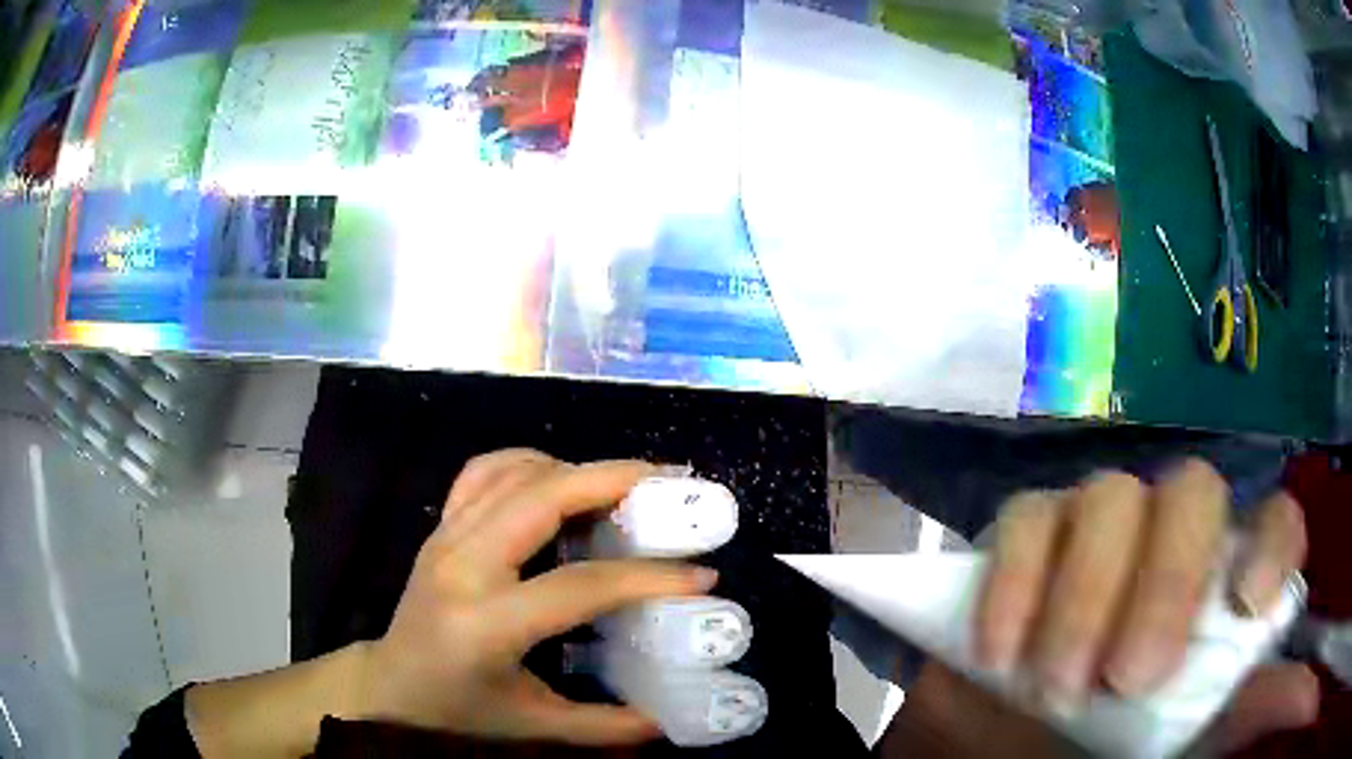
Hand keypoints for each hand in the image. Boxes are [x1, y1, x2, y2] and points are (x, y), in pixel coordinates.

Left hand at [362, 450, 716, 743]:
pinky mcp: (440, 527)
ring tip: (625, 485)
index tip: (702, 572)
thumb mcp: (532, 725)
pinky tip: (560, 481)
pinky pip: (484, 472)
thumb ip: (602, 726)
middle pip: (542, 498)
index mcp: (486, 624)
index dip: (646, 577)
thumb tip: (668, 723)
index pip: (578, 586)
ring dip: (574, 467)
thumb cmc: (457, 710)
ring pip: (513, 472)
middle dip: (612, 480)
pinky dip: (529, 462)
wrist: (389, 684)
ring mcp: (445, 537)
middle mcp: (462, 566)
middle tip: (669, 484)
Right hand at [975, 460, 1316, 747]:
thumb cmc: (1109, 750)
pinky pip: (1028, 518)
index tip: (1245, 602)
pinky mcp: (1031, 535)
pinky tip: (1000, 650)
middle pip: (1192, 494)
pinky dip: (1016, 578)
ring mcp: (1100, 528)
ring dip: (1084, 595)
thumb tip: (1295, 695)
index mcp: (1221, 583)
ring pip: (1109, 497)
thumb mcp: (1190, 743)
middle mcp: (1174, 540)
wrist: (1011, 745)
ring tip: (1054, 684)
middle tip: (1127, 678)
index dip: (1271, 540)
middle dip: (1166, 581)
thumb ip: (1251, 716)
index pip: (1274, 518)